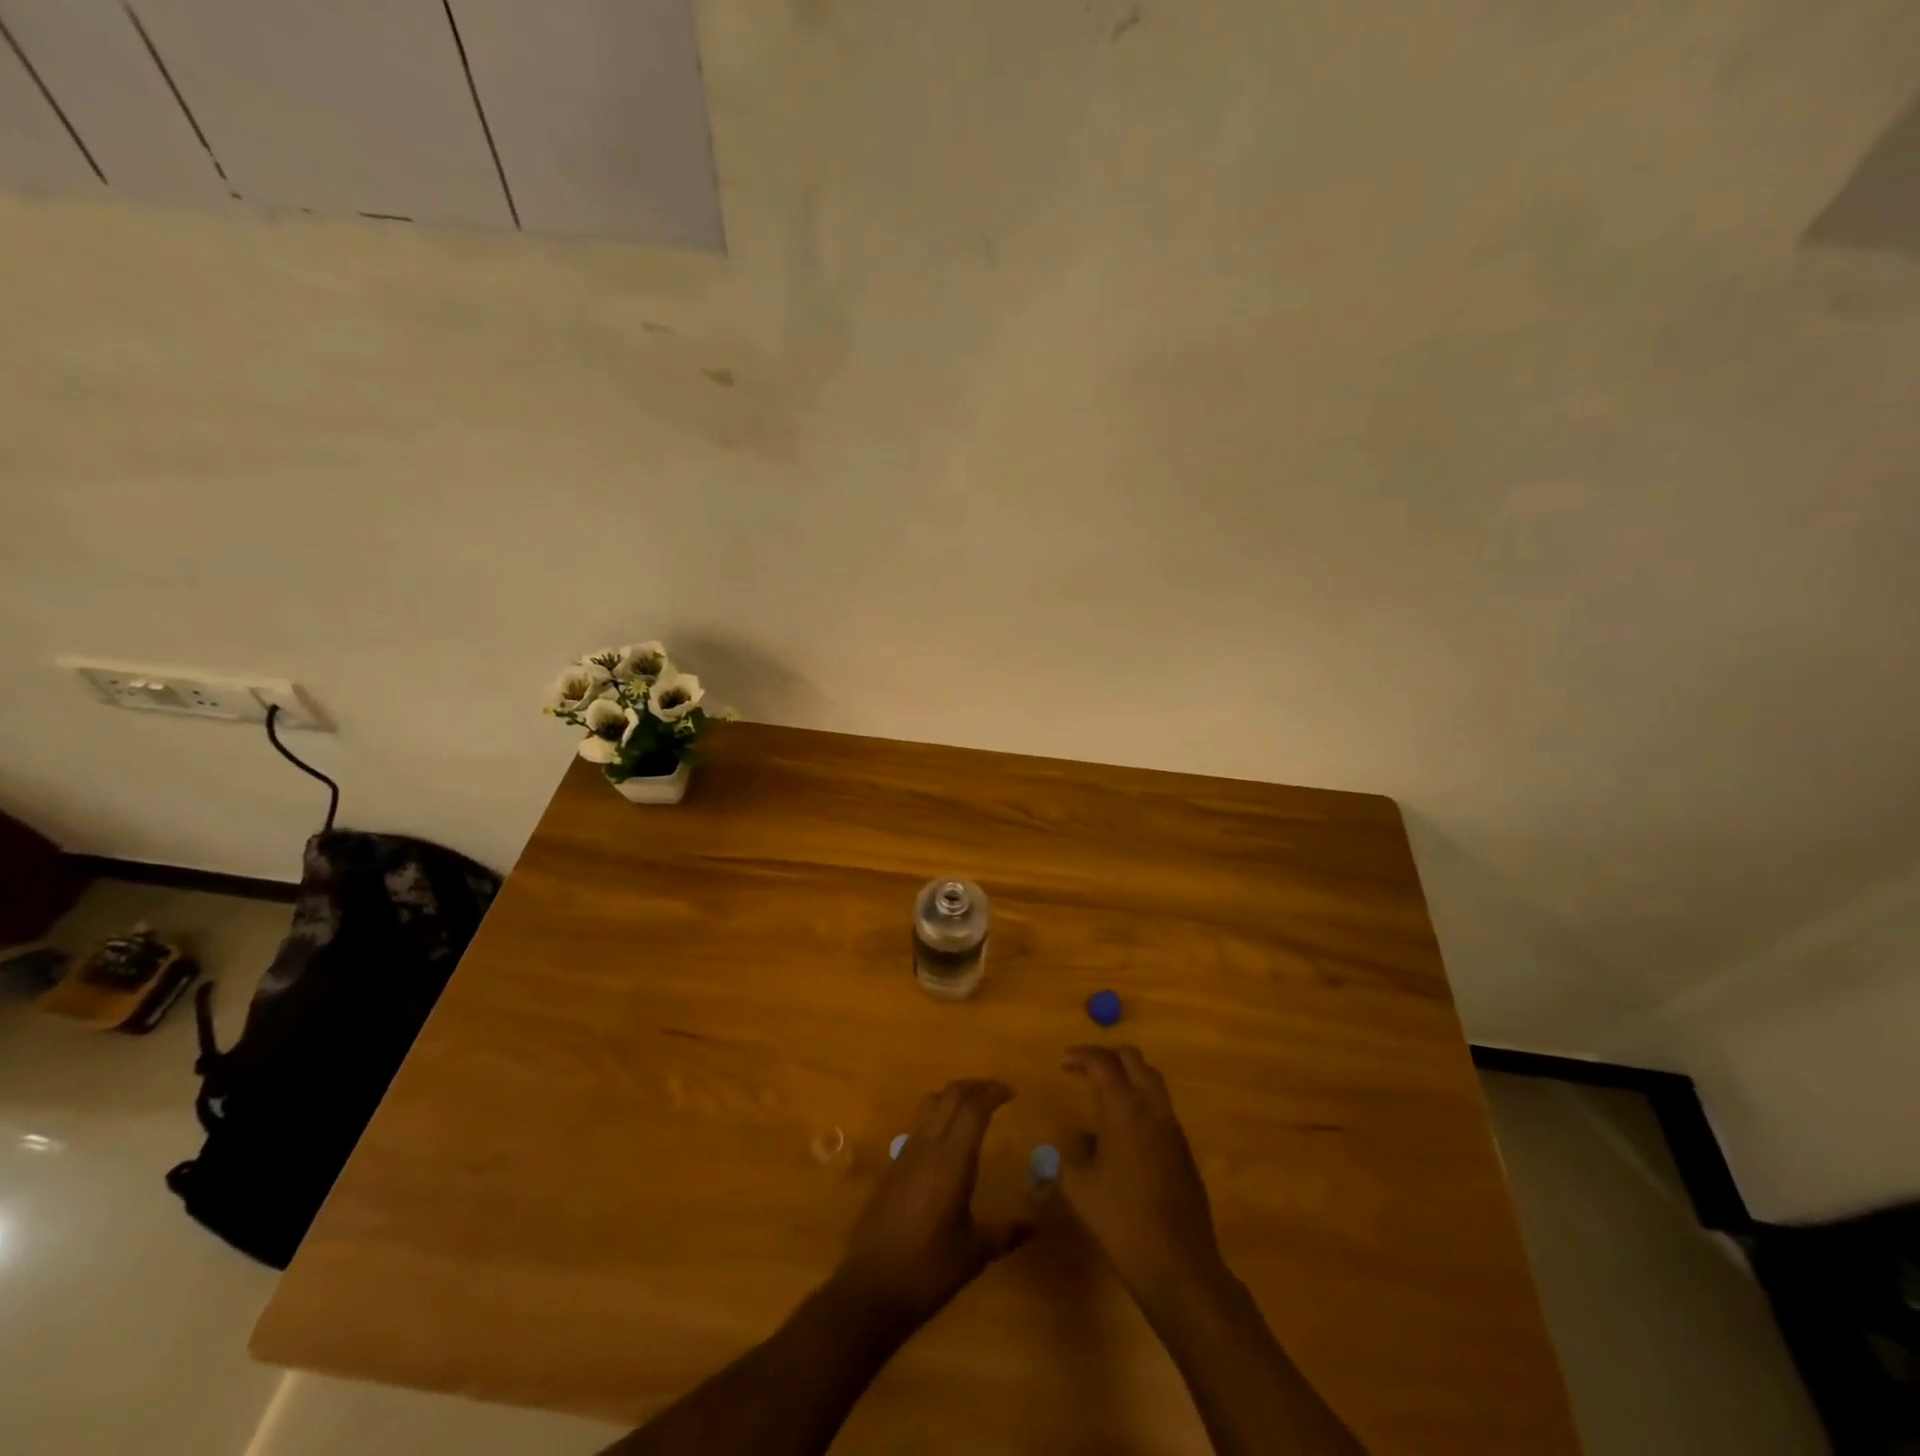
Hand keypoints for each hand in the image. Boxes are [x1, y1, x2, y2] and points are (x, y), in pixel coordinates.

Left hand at [832, 1079, 1031, 1328]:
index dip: (993, 1093)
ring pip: (931, 1103)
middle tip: (996, 1093)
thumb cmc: (929, 1270)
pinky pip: (919, 1123)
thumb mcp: (975, 1253)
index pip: (973, 1108)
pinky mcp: (893, 1165)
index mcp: (952, 1160)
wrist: (871, 1288)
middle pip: (951, 1095)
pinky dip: (937, 1113)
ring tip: (973, 1106)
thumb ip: (1007, 1232)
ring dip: (954, 1096)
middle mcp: (928, 1146)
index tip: (1011, 1093)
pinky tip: (947, 1137)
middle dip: (975, 1087)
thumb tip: (1036, 1224)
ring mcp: (906, 1153)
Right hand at [1057, 1045, 1226, 1312]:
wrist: (1179, 1265)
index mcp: (1124, 1109)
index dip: (1081, 1055)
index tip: (1063, 1062)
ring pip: (1151, 1079)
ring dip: (1127, 1074)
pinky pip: (1160, 1105)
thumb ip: (1068, 1158)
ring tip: (1102, 1091)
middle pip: (1133, 1059)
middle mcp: (1152, 1107)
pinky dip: (1139, 1099)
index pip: (1103, 1062)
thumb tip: (1073, 1142)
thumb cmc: (1123, 1222)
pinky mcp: (1183, 1148)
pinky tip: (1122, 1129)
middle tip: (1083, 1068)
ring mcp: (1172, 1127)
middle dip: (1107, 1056)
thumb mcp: (1079, 1189)